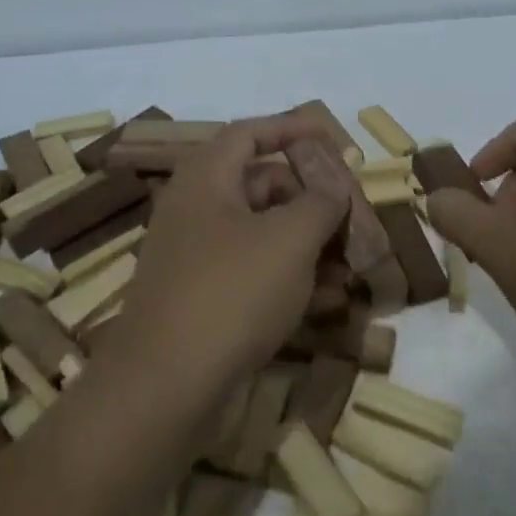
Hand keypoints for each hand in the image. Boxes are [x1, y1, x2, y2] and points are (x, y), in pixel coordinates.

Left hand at [109, 117, 350, 393]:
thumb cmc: (231, 292)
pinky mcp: (202, 299)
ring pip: (261, 233)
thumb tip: (333, 184)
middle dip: (309, 195)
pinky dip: (289, 276)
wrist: (165, 387)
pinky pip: (253, 272)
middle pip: (260, 184)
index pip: (249, 133)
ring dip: (307, 241)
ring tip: (350, 259)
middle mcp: (196, 211)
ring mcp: (196, 258)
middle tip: (350, 210)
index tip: (331, 135)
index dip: (291, 128)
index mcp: (206, 180)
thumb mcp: (289, 239)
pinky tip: (327, 297)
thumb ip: (320, 201)